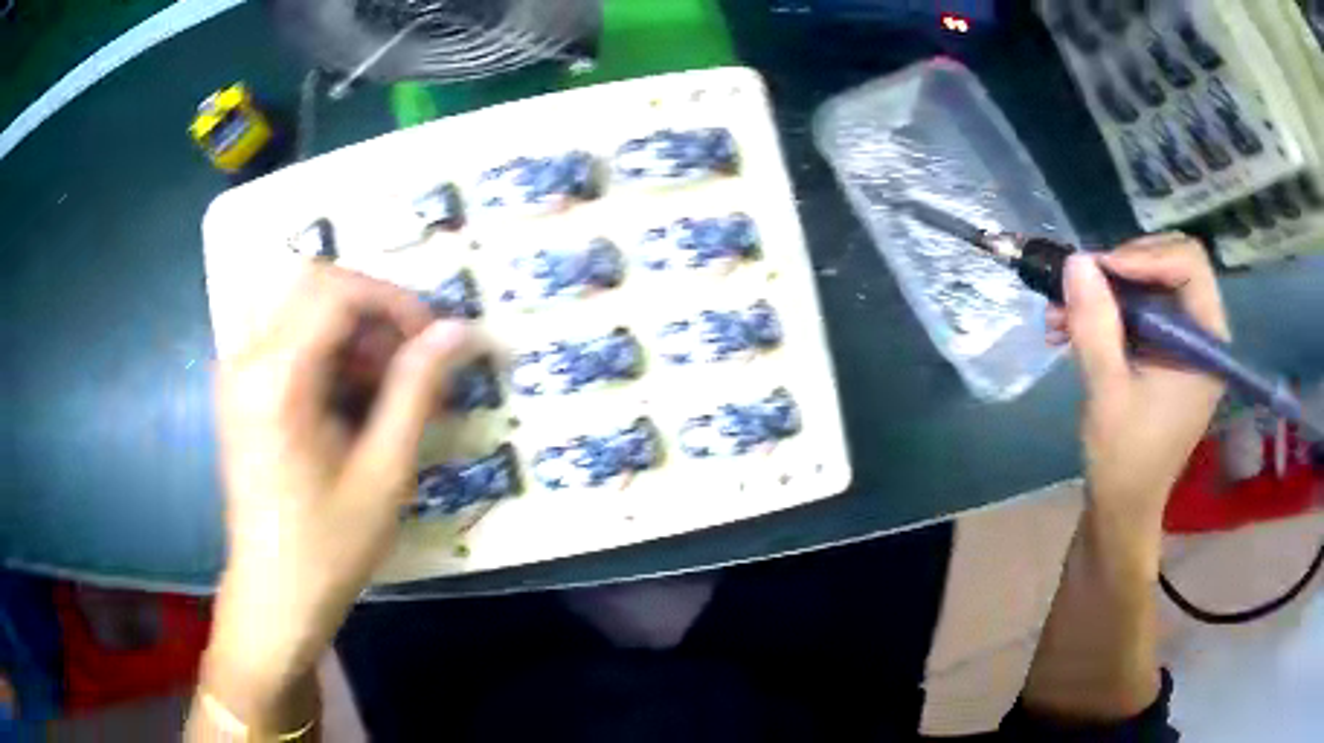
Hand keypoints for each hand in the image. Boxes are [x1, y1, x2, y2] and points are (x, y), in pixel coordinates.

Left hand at [204, 265, 473, 723]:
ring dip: (344, 324)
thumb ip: (416, 390)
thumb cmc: (329, 546)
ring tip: (376, 380)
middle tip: (403, 359)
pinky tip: (343, 393)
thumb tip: (457, 331)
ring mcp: (234, 370)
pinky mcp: (235, 387)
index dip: (393, 302)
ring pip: (294, 300)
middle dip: (369, 308)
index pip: (337, 290)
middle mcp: (245, 359)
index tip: (431, 341)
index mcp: (277, 379)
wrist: (274, 593)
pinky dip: (321, 343)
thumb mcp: (385, 473)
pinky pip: (280, 330)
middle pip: (312, 281)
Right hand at [1047, 235, 1227, 529]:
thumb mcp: (1108, 393)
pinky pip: (1135, 308)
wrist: (1121, 508)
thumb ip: (1096, 326)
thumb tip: (1076, 261)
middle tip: (1084, 284)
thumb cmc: (1125, 461)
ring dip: (1103, 291)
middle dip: (1121, 268)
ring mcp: (1182, 342)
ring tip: (1059, 311)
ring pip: (1146, 283)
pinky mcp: (1163, 351)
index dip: (1145, 255)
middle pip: (1168, 263)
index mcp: (1206, 345)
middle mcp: (1201, 335)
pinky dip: (1103, 311)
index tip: (1101, 270)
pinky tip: (1067, 327)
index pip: (1189, 265)